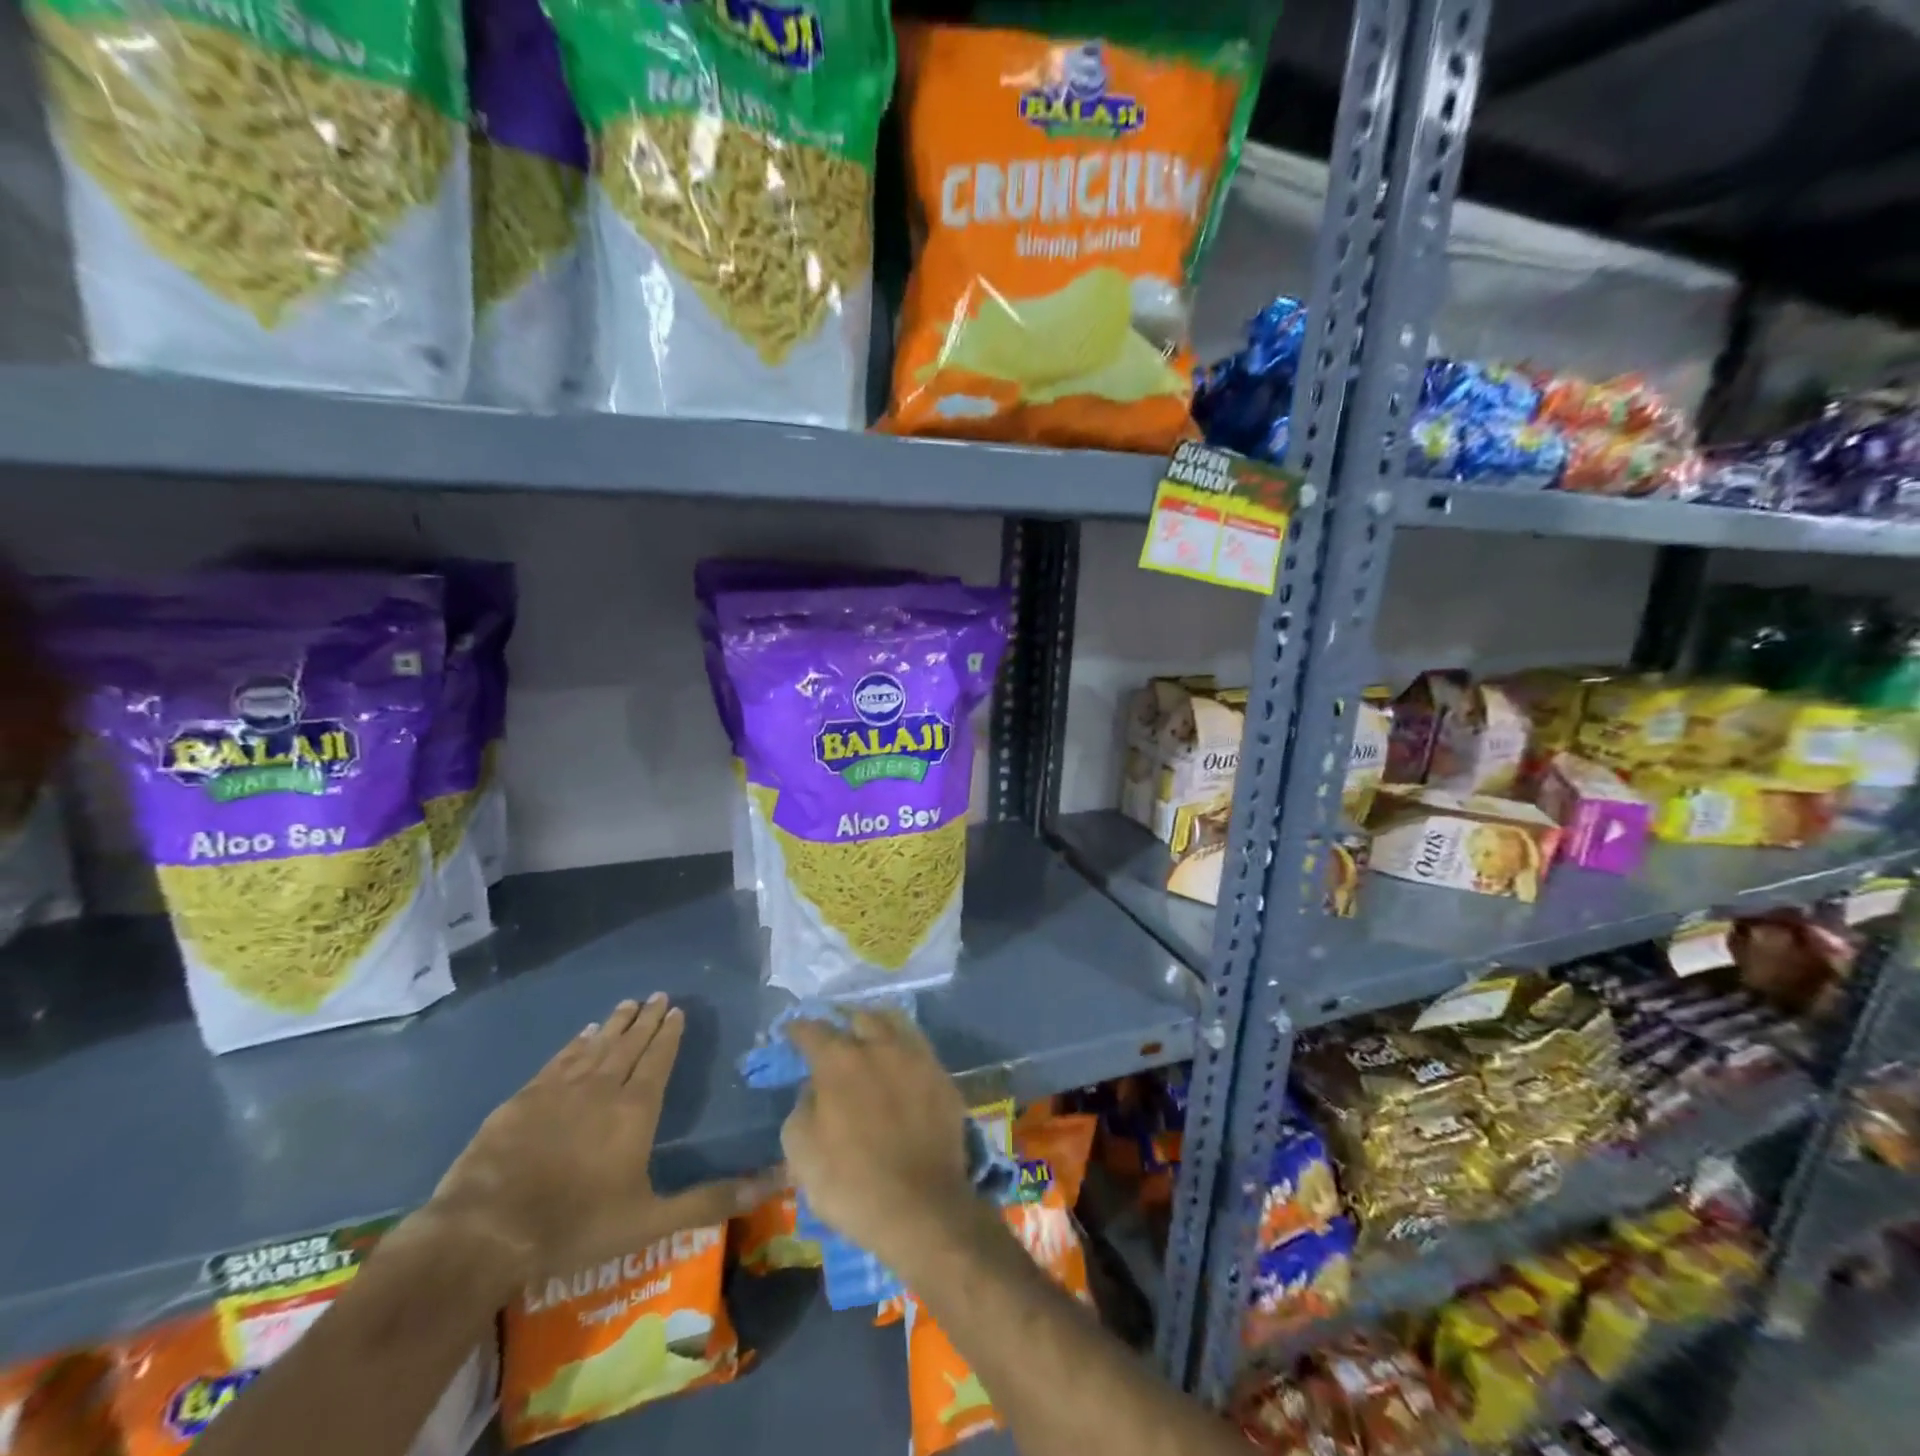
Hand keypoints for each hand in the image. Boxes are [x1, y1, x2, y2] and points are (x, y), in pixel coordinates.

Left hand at [428, 995, 779, 1287]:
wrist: (484, 1233)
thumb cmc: (575, 1226)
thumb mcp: (649, 1222)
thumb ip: (707, 1202)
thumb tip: (769, 1185)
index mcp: (636, 1111)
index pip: (659, 1059)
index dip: (669, 1034)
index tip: (677, 1009)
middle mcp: (603, 1088)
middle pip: (630, 1044)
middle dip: (647, 1019)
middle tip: (658, 995)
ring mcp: (560, 1090)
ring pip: (597, 1046)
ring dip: (615, 1024)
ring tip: (628, 1004)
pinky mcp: (523, 1099)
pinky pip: (559, 1060)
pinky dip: (575, 1044)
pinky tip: (583, 1034)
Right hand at [781, 1011, 973, 1271]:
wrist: (922, 1208)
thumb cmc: (851, 1184)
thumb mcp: (801, 1152)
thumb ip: (802, 1108)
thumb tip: (814, 1088)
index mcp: (840, 1061)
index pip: (814, 1031)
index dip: (799, 1030)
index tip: (792, 1031)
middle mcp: (881, 1047)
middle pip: (861, 1018)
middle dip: (845, 1024)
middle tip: (837, 1038)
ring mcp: (917, 1059)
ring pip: (896, 1024)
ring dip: (879, 1027)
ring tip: (871, 1040)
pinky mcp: (943, 1078)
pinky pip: (920, 1051)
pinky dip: (905, 1052)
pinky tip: (901, 1067)